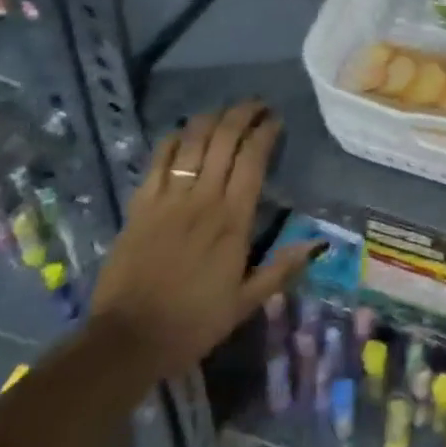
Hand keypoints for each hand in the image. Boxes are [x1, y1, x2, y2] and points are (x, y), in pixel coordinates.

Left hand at [90, 101, 319, 379]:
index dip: (266, 132)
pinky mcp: (141, 204)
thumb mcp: (245, 303)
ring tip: (225, 111)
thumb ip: (281, 269)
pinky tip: (183, 133)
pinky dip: (173, 138)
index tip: (276, 121)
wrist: (127, 340)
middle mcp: (203, 198)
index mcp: (233, 219)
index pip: (253, 158)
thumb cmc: (192, 323)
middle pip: (224, 139)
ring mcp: (169, 198)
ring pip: (193, 141)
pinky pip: (158, 159)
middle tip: (256, 105)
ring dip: (212, 118)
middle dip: (243, 113)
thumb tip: (318, 244)